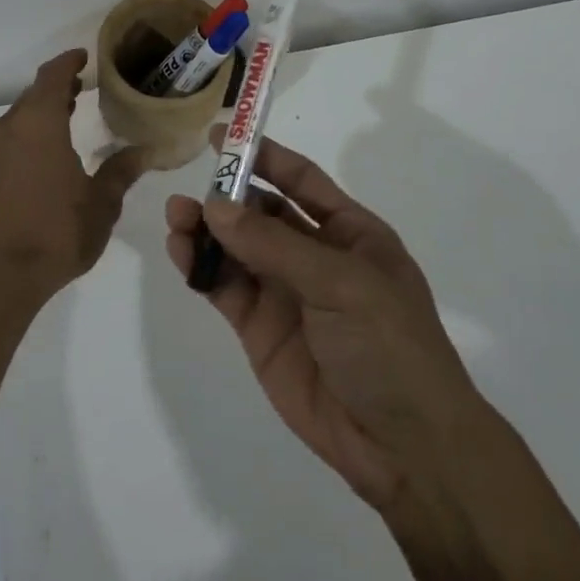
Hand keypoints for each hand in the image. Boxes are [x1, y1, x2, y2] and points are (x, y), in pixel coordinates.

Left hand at [0, 50, 147, 306]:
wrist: (2, 274)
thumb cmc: (58, 231)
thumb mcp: (101, 202)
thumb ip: (122, 170)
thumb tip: (147, 151)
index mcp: (39, 123)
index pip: (52, 76)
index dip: (68, 62)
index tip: (85, 56)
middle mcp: (11, 128)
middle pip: (34, 93)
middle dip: (59, 84)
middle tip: (85, 84)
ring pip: (21, 114)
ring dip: (44, 106)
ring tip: (72, 108)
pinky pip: (13, 133)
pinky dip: (33, 127)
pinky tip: (51, 144)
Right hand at [165, 138, 475, 511]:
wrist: (402, 445)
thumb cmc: (389, 346)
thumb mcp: (341, 283)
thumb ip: (275, 244)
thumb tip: (216, 207)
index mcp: (351, 234)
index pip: (301, 181)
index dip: (263, 155)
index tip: (221, 134)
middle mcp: (315, 256)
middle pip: (261, 212)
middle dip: (227, 196)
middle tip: (191, 187)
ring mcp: (284, 292)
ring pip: (236, 248)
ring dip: (206, 229)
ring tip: (177, 217)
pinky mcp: (258, 328)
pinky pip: (224, 286)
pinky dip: (200, 266)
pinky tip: (180, 250)